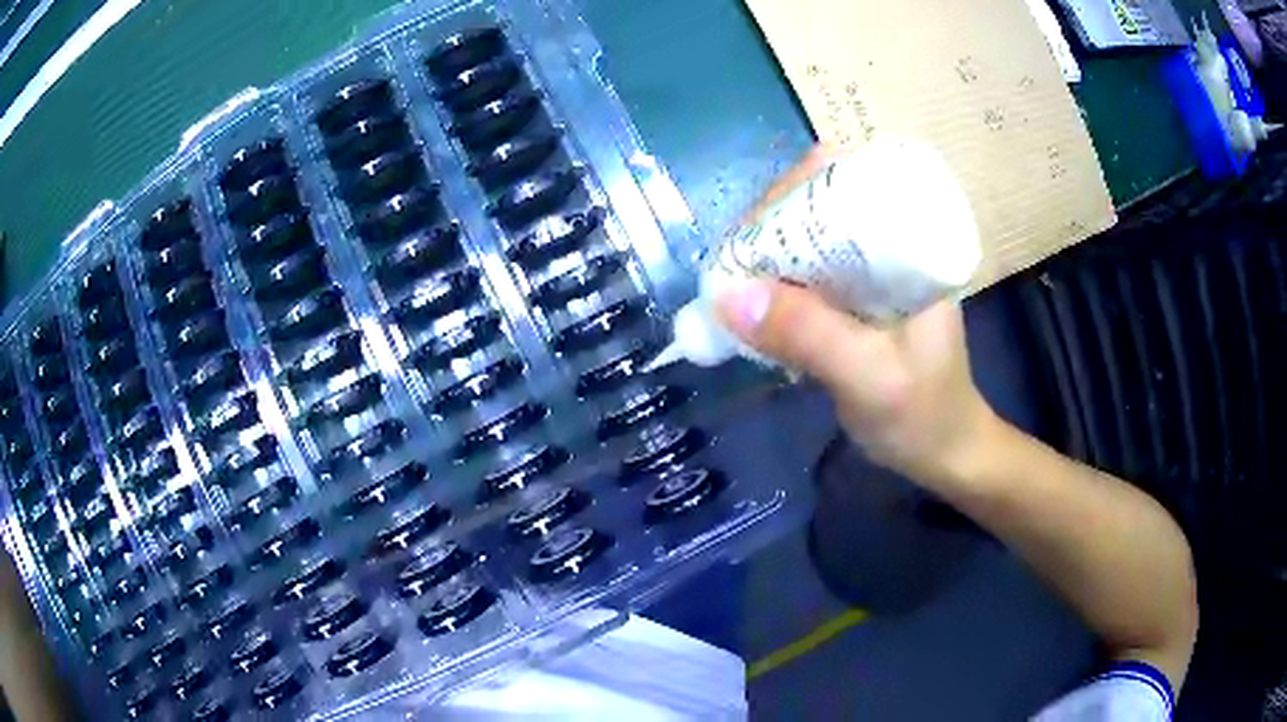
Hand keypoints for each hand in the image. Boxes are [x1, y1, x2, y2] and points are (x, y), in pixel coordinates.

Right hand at [714, 145, 996, 486]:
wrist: (947, 452)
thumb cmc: (925, 417)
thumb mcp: (871, 380)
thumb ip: (809, 336)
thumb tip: (726, 296)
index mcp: (908, 242)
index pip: (843, 179)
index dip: (788, 193)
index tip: (747, 237)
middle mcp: (887, 243)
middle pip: (814, 203)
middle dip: (765, 229)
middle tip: (727, 272)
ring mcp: (869, 270)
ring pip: (804, 239)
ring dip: (763, 257)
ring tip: (729, 290)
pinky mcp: (854, 298)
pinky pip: (804, 275)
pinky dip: (773, 286)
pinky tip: (751, 308)